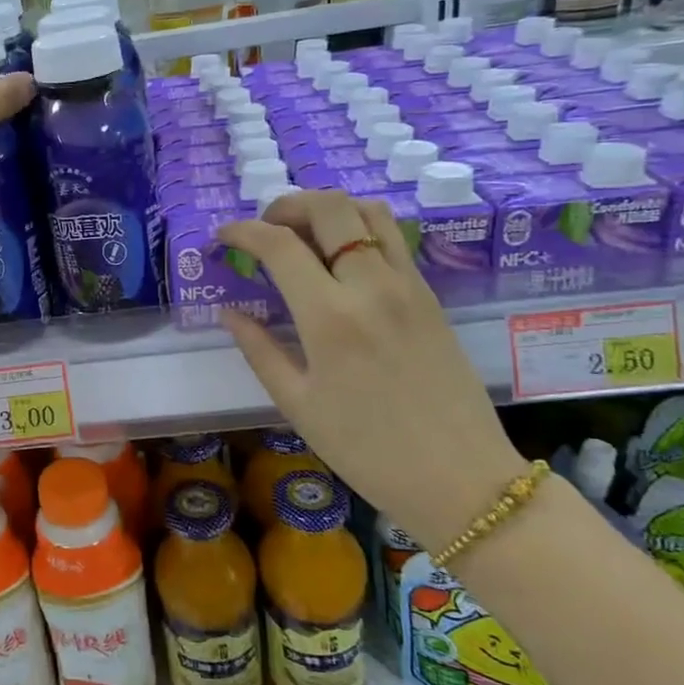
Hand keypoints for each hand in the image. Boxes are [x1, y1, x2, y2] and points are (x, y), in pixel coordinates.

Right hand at [218, 191, 524, 551]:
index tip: (222, 236)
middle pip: (329, 207)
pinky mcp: (431, 296)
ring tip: (303, 233)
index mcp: (330, 317)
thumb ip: (259, 349)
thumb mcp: (298, 404)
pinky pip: (392, 239)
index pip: (279, 244)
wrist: (460, 479)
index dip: (242, 230)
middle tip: (264, 228)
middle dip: (287, 205)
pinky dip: (358, 229)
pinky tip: (341, 259)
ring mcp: (408, 286)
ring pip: (368, 212)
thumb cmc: (367, 451)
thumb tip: (231, 312)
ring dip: (328, 208)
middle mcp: (371, 286)